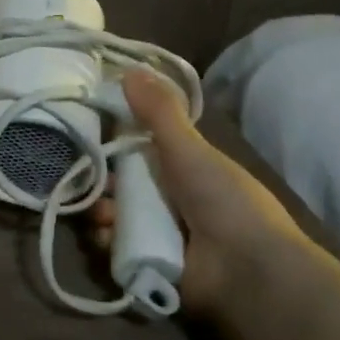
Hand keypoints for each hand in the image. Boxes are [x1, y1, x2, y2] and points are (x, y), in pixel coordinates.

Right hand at [89, 68, 305, 315]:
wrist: (248, 272)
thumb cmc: (224, 201)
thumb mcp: (190, 149)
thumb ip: (159, 111)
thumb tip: (128, 67)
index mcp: (187, 170)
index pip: (142, 151)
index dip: (117, 143)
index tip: (93, 134)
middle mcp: (174, 200)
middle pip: (124, 185)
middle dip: (104, 182)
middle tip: (92, 181)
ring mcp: (162, 235)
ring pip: (117, 216)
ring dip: (102, 212)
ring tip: (101, 215)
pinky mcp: (151, 265)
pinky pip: (117, 249)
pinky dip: (107, 243)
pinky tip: (105, 238)